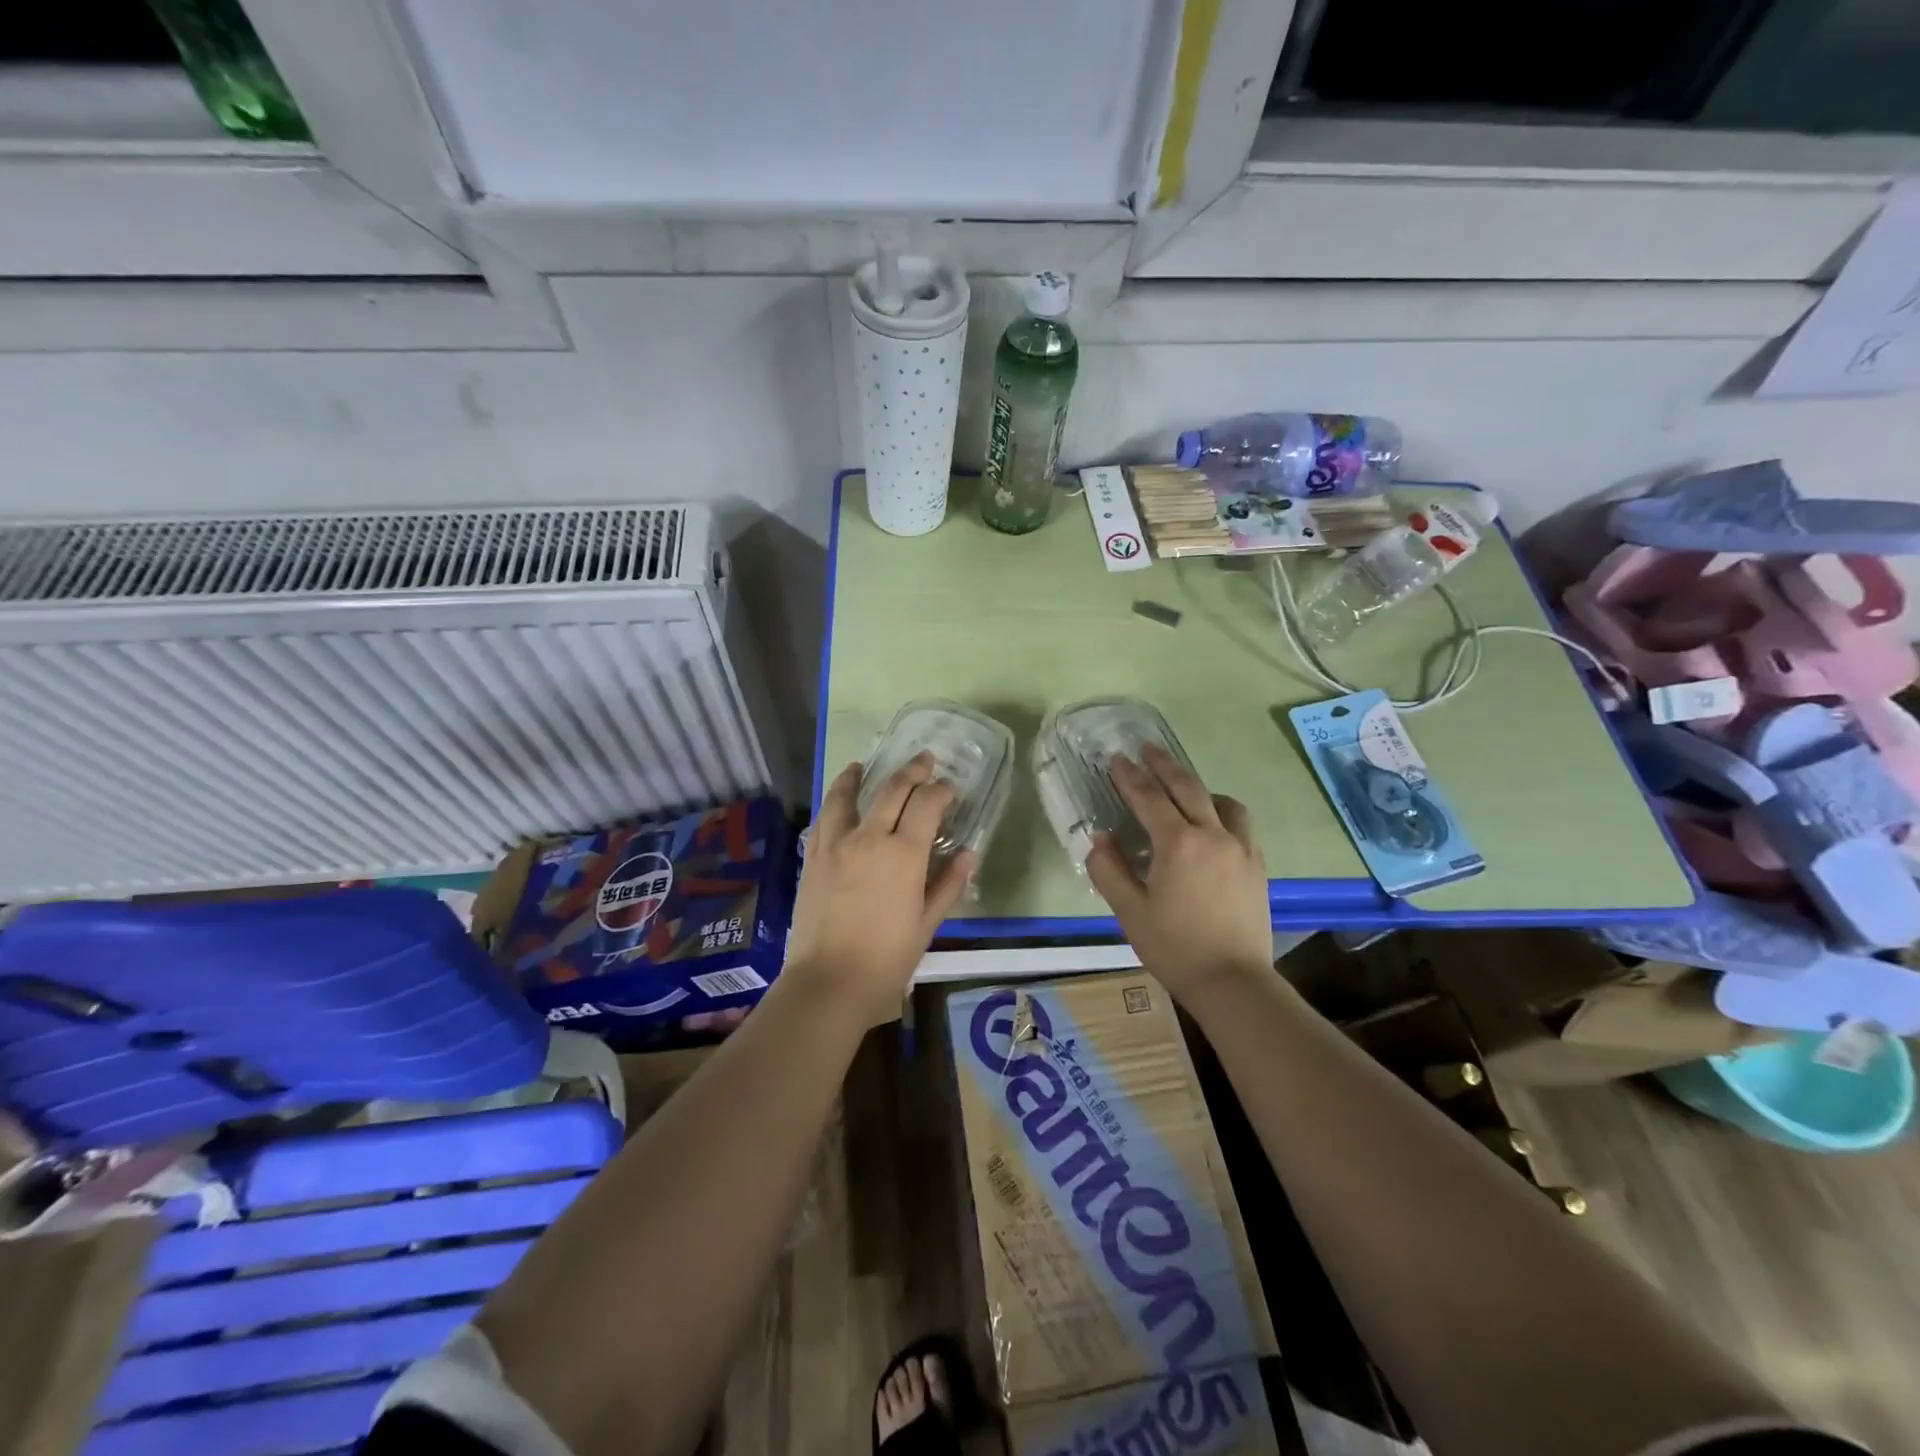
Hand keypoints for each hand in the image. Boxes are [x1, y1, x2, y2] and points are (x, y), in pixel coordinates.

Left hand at [784, 752, 972, 1026]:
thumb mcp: (927, 925)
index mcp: (904, 854)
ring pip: (849, 795)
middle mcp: (870, 838)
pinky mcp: (813, 857)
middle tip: (923, 760)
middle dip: (912, 771)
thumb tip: (969, 854)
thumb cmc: (886, 960)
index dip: (941, 790)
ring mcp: (836, 844)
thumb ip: (948, 885)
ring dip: (861, 775)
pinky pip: (824, 817)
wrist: (828, 982)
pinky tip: (838, 798)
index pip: (927, 805)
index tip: (949, 787)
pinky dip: (833, 800)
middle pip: (892, 790)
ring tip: (864, 765)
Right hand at [1085, 744, 1272, 999]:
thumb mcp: (1129, 911)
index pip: (1148, 798)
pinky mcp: (1257, 864)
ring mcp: (1241, 848)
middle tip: (1147, 748)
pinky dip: (1222, 812)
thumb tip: (1098, 837)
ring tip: (1183, 788)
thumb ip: (1109, 869)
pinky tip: (1213, 824)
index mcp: (1178, 843)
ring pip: (1221, 802)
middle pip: (1187, 787)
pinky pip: (1240, 823)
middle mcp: (1212, 835)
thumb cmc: (1174, 947)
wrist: (1233, 982)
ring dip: (1198, 788)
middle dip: (1164, 765)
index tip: (1116, 759)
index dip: (1129, 777)